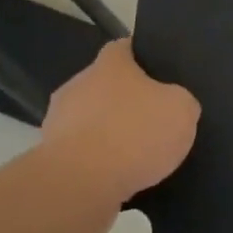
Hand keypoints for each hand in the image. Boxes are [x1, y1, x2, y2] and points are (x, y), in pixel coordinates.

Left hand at [39, 40, 200, 208]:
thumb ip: (180, 101)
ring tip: (137, 158)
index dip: (143, 58)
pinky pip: (82, 154)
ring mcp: (58, 122)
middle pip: (106, 85)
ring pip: (91, 121)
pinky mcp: (51, 158)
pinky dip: (98, 163)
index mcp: (110, 64)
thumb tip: (174, 105)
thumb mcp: (182, 110)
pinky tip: (118, 179)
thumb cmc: (133, 133)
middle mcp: (78, 84)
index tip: (159, 73)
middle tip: (153, 119)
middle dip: (125, 101)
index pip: (125, 48)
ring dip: (109, 134)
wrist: (79, 184)